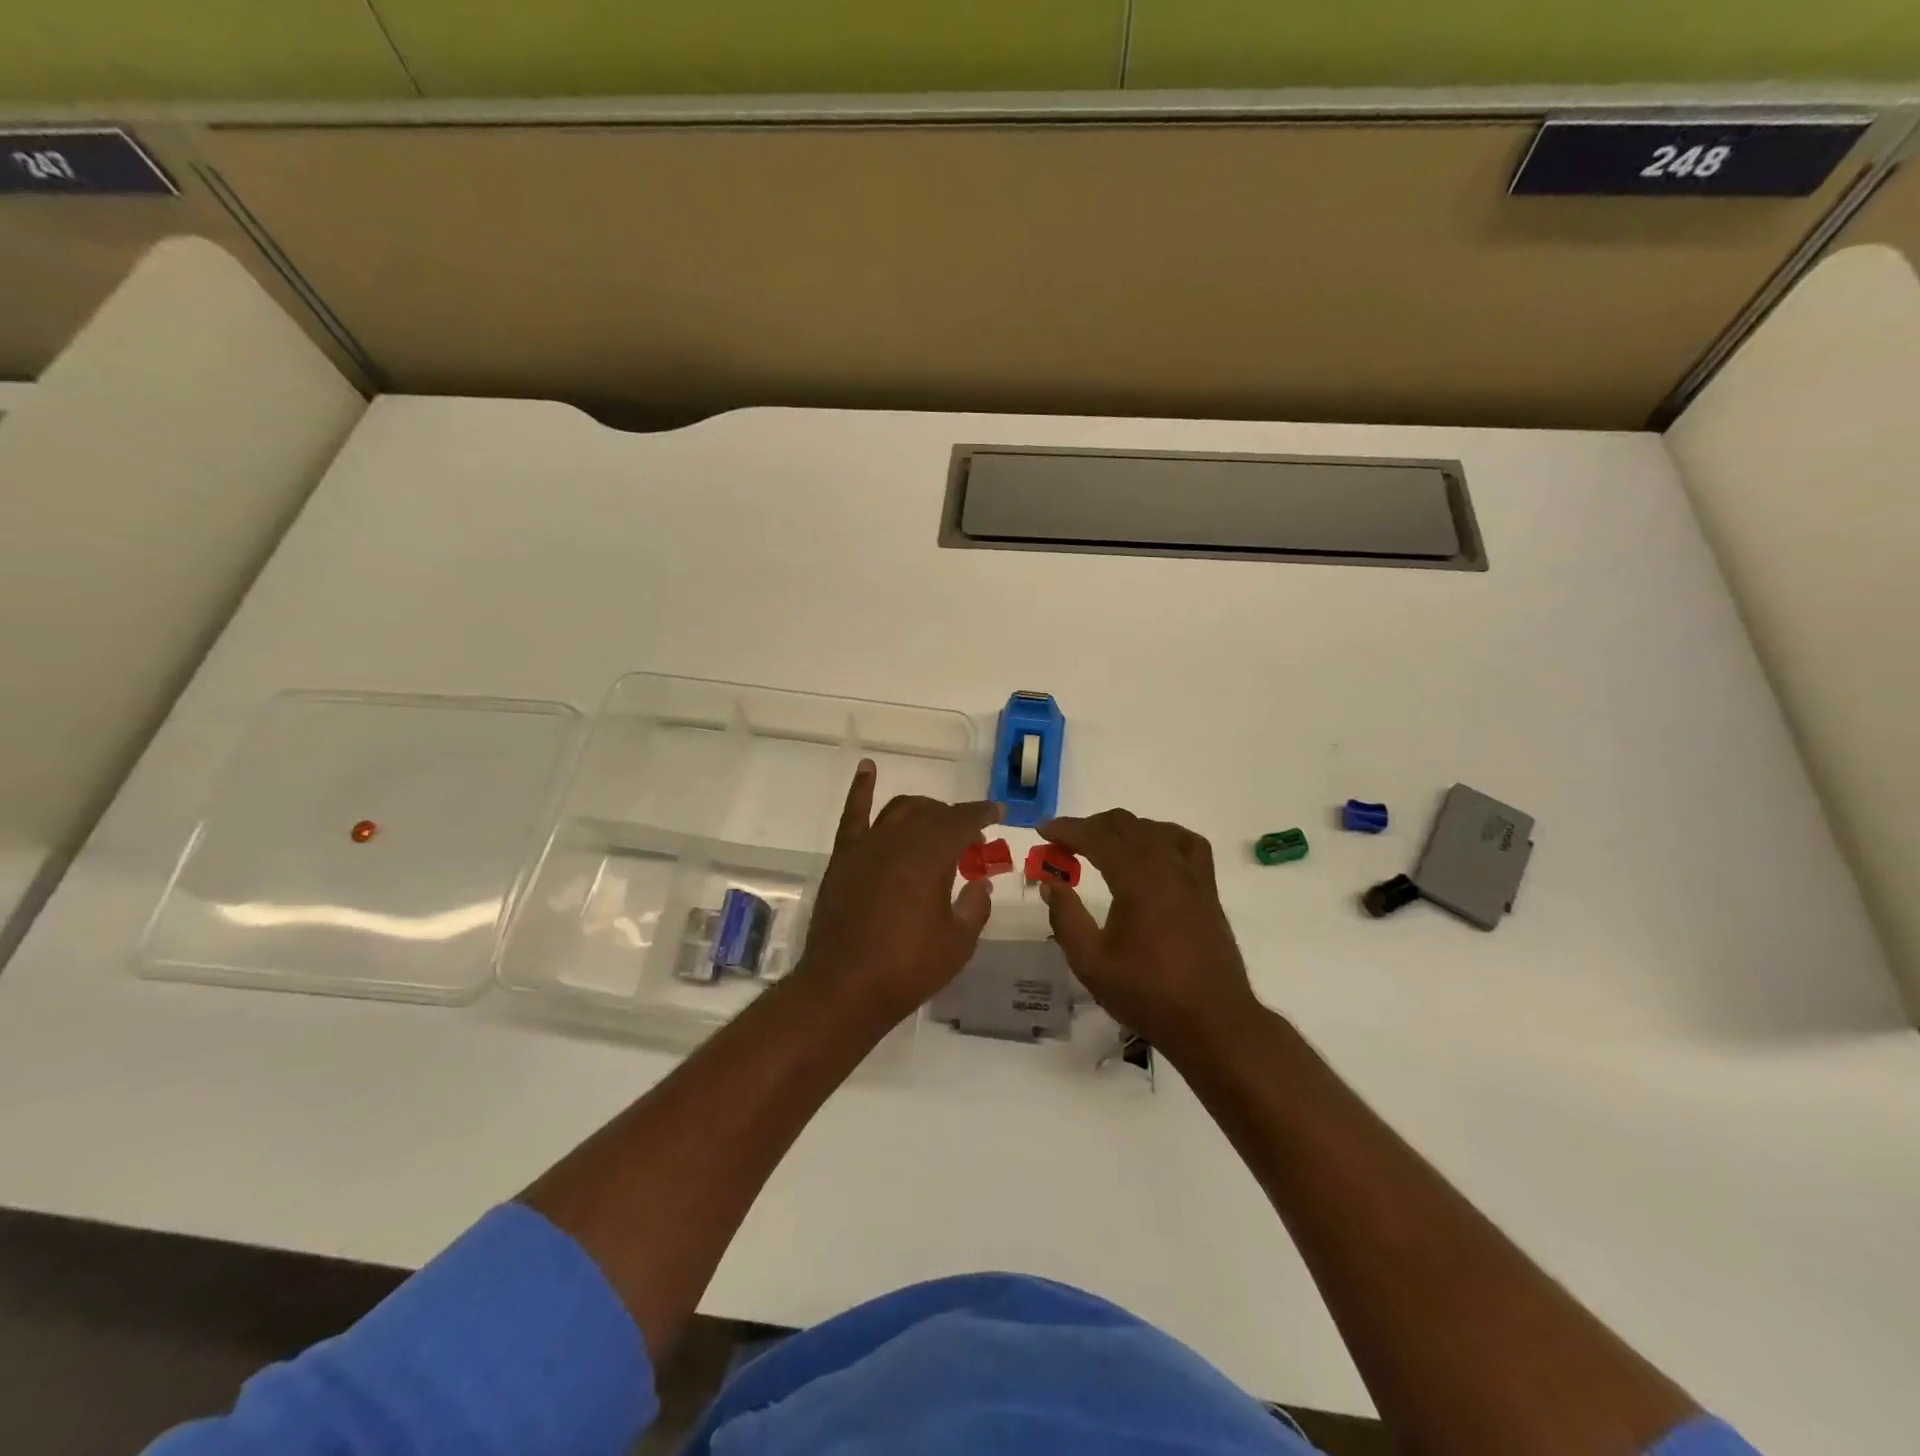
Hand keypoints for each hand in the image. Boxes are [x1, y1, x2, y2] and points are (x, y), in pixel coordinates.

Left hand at [793, 760, 1001, 1029]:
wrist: (844, 988)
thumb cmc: (907, 969)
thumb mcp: (958, 944)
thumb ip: (975, 906)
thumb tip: (979, 882)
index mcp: (930, 858)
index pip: (962, 822)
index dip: (983, 814)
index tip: (998, 813)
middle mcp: (899, 841)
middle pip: (932, 814)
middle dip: (955, 819)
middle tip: (969, 839)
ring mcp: (866, 846)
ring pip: (899, 810)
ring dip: (922, 809)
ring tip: (934, 821)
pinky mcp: (843, 857)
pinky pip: (853, 814)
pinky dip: (861, 788)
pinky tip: (868, 768)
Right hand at [1039, 810, 1262, 1058]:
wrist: (1212, 1021)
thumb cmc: (1148, 994)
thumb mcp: (1091, 963)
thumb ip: (1066, 918)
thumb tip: (1051, 884)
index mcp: (1137, 881)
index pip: (1097, 837)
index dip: (1067, 829)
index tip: (1042, 831)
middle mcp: (1167, 867)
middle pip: (1125, 825)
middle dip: (1090, 826)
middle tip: (1063, 843)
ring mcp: (1192, 876)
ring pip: (1154, 829)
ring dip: (1122, 829)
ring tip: (1101, 845)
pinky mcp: (1207, 889)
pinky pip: (1186, 843)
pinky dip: (1162, 835)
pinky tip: (1152, 850)